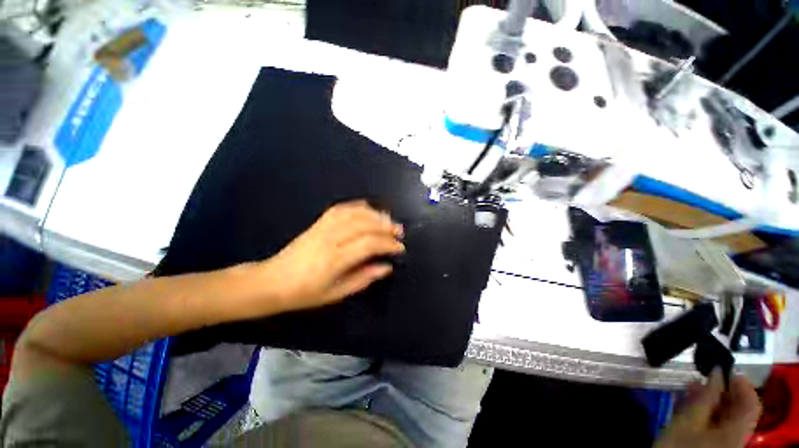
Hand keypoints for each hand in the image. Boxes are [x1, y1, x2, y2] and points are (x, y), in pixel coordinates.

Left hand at [261, 200, 404, 312]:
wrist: (271, 282)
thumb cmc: (304, 293)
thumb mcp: (337, 293)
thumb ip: (364, 278)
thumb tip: (386, 267)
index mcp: (334, 259)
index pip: (369, 244)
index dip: (388, 244)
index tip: (400, 248)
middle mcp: (330, 238)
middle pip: (364, 224)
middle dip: (386, 226)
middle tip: (399, 232)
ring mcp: (323, 227)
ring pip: (354, 213)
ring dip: (375, 214)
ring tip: (388, 220)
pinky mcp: (318, 222)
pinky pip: (341, 208)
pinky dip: (358, 207)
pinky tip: (368, 210)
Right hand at [655, 369, 761, 447]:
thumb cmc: (681, 445)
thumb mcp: (688, 421)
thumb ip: (705, 397)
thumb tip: (717, 371)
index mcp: (736, 431)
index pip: (751, 403)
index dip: (742, 384)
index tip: (724, 368)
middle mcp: (735, 435)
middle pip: (738, 409)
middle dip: (722, 390)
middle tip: (704, 376)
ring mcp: (723, 440)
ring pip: (723, 415)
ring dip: (710, 399)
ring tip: (692, 387)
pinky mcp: (711, 442)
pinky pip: (713, 422)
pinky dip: (704, 410)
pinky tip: (688, 403)